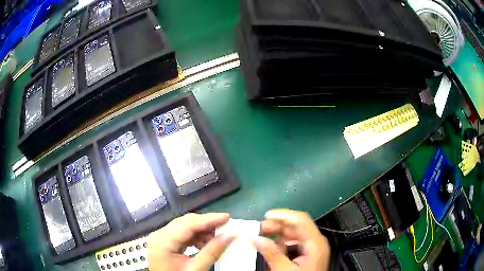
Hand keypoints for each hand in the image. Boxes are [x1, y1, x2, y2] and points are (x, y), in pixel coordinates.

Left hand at [147, 213, 234, 270]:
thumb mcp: (196, 269)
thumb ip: (212, 253)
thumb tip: (230, 236)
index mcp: (163, 242)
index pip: (187, 224)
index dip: (208, 219)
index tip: (226, 217)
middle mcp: (159, 235)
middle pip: (185, 223)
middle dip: (206, 224)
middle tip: (225, 227)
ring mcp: (160, 238)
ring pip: (184, 227)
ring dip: (202, 231)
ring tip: (217, 238)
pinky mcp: (164, 242)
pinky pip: (181, 234)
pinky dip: (195, 237)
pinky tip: (206, 243)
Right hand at [253, 209, 329, 270]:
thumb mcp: (285, 270)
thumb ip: (271, 254)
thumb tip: (255, 238)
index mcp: (315, 243)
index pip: (300, 220)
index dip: (283, 215)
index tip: (266, 216)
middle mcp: (315, 241)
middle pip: (297, 225)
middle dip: (278, 224)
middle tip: (260, 227)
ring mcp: (312, 247)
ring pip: (295, 233)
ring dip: (279, 232)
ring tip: (263, 235)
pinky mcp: (307, 253)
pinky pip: (294, 242)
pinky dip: (282, 241)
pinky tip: (273, 245)